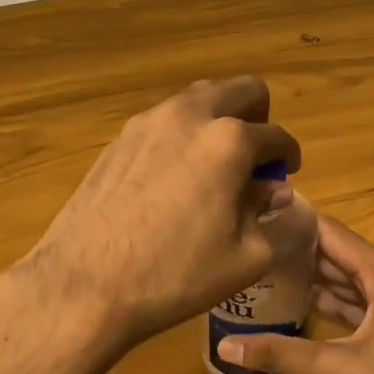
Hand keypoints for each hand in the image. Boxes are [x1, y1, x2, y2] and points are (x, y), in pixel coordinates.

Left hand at [17, 77, 300, 350]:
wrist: (85, 283)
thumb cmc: (175, 275)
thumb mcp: (246, 258)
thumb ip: (273, 218)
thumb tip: (275, 193)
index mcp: (228, 140)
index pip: (276, 136)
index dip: (288, 156)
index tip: (287, 172)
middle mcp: (188, 115)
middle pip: (239, 90)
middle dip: (257, 118)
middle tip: (254, 159)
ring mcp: (146, 123)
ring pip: (198, 100)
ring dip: (217, 122)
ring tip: (214, 168)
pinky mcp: (117, 140)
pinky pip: (164, 122)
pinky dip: (182, 137)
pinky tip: (173, 181)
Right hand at [216, 217, 373, 373]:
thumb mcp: (332, 371)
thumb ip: (278, 352)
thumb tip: (224, 344)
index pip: (332, 234)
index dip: (295, 224)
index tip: (257, 216)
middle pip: (338, 253)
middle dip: (297, 249)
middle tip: (252, 245)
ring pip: (346, 278)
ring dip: (310, 274)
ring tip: (265, 268)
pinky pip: (355, 300)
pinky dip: (327, 299)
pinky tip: (294, 301)